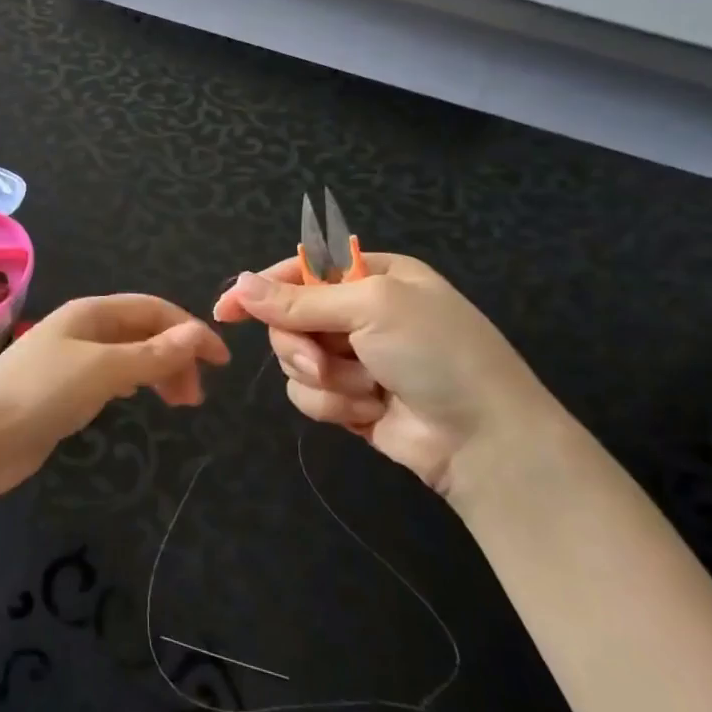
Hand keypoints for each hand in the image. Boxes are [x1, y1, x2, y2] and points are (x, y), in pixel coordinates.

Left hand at [0, 295, 229, 504]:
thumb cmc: (40, 394)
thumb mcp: (102, 370)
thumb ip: (151, 354)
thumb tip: (197, 334)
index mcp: (91, 313)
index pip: (153, 310)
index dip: (190, 330)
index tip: (222, 362)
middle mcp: (82, 330)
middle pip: (142, 332)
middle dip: (175, 355)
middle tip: (196, 397)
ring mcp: (71, 361)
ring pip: (128, 356)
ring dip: (158, 372)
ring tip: (180, 404)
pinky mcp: (63, 392)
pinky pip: (110, 378)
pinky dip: (133, 384)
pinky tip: (139, 398)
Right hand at [213, 253, 566, 500]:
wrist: (484, 440)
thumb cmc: (436, 354)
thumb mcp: (370, 309)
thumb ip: (299, 300)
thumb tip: (238, 284)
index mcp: (372, 275)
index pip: (300, 271)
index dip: (261, 288)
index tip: (227, 309)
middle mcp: (360, 312)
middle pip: (289, 319)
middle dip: (301, 344)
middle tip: (322, 361)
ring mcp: (354, 357)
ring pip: (293, 359)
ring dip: (324, 379)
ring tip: (364, 391)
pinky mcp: (348, 398)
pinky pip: (307, 394)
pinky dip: (333, 405)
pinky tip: (369, 412)